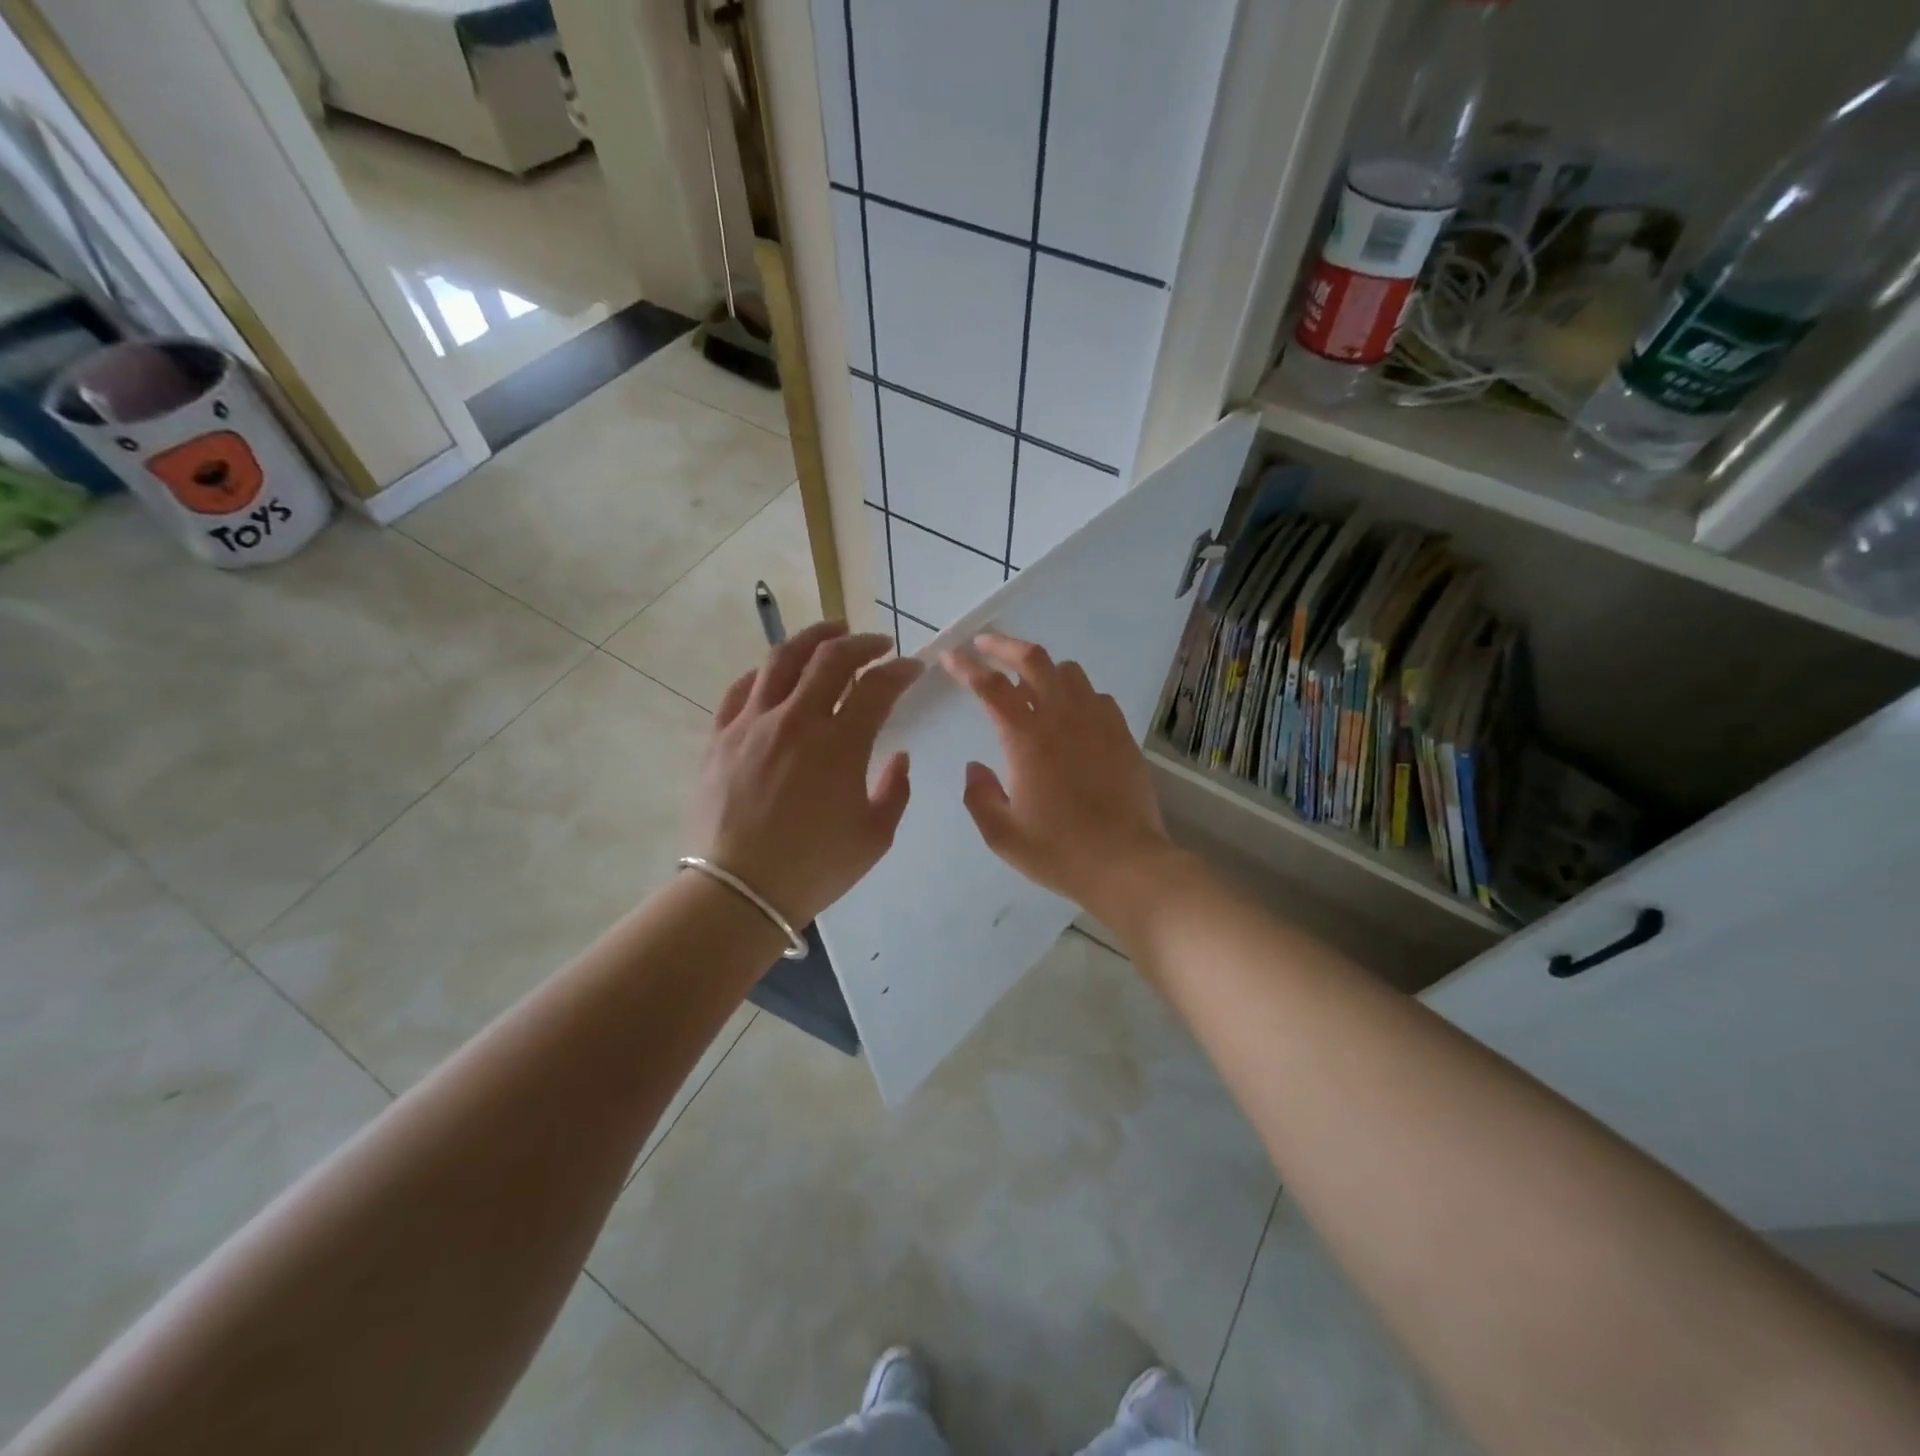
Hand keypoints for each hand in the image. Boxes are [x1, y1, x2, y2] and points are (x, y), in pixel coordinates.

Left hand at [690, 621, 922, 926]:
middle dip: (862, 642)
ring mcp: (752, 723)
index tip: (914, 667)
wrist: (738, 891)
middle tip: (878, 643)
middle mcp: (796, 719)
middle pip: (830, 658)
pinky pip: (740, 688)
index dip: (900, 670)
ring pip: (781, 659)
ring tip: (830, 632)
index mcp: (840, 743)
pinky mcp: (719, 736)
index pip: (877, 686)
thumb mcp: (874, 836)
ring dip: (812, 637)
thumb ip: (895, 790)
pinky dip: (764, 672)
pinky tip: (775, 673)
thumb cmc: (814, 868)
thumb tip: (899, 756)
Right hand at [942, 633, 1181, 924]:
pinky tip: (1071, 712)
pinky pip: (1096, 696)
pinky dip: (1076, 693)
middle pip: (1033, 659)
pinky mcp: (1121, 734)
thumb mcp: (1002, 834)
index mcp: (1026, 738)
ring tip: (1029, 680)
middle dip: (1004, 644)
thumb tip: (975, 767)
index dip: (965, 667)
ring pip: (1068, 672)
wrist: (1125, 863)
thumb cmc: (1057, 850)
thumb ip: (979, 795)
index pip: (990, 687)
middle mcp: (1062, 718)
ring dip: (1043, 668)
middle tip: (985, 643)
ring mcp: (1097, 722)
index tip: (949, 656)